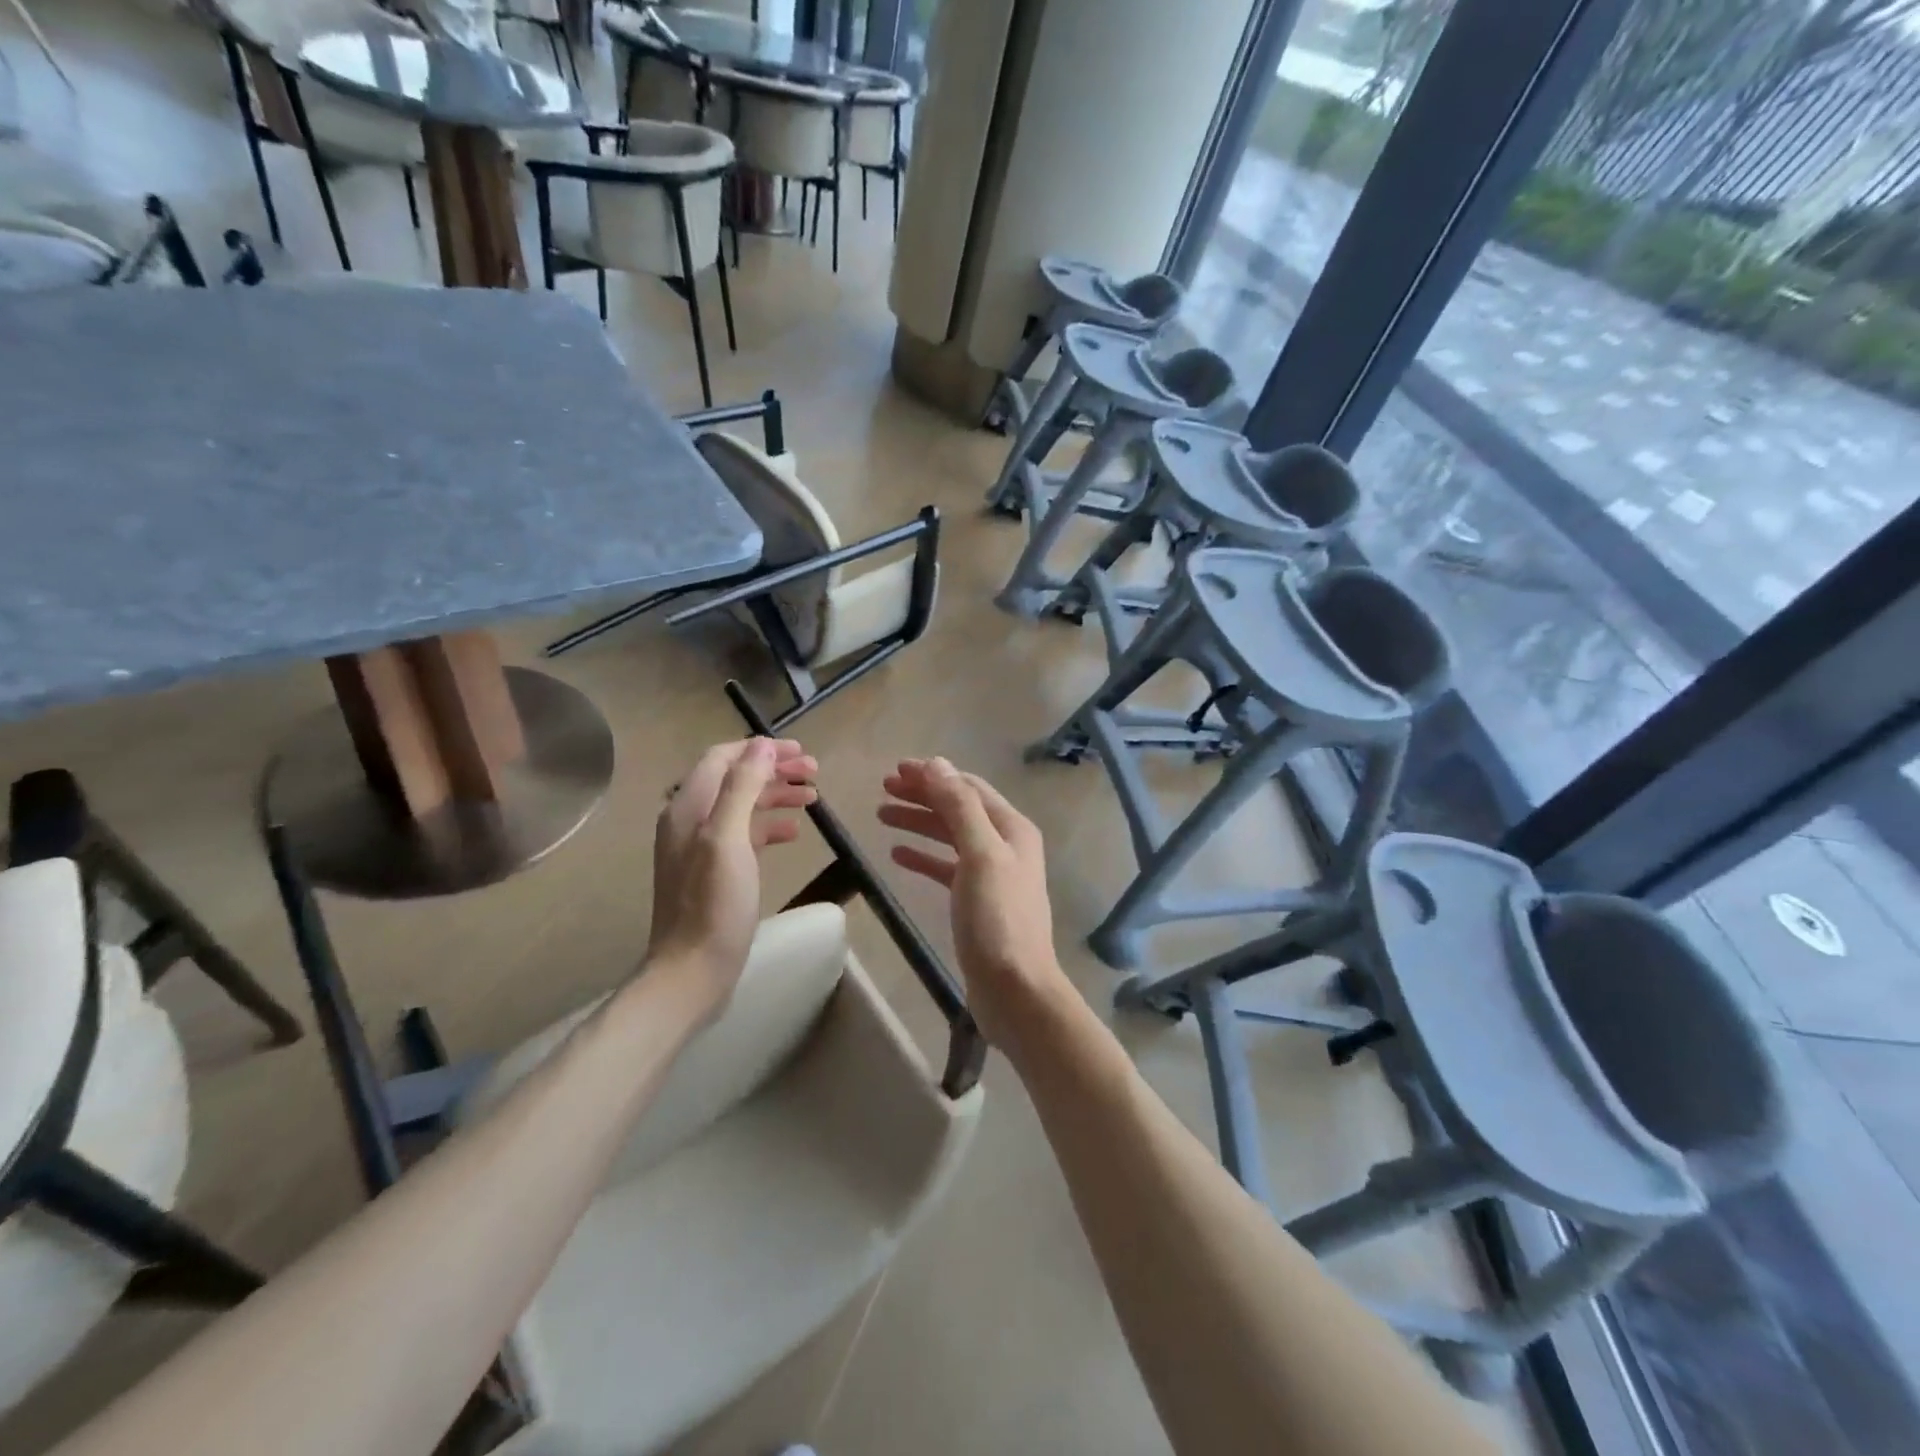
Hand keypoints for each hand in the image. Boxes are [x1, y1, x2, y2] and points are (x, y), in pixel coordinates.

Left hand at [647, 737, 817, 1016]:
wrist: (693, 970)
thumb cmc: (713, 904)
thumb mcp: (728, 839)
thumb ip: (742, 788)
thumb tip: (761, 745)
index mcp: (688, 807)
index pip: (723, 758)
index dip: (761, 750)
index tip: (801, 752)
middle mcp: (689, 821)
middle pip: (735, 780)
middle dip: (774, 771)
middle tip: (815, 773)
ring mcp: (701, 848)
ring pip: (742, 806)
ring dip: (776, 796)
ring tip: (813, 798)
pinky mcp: (714, 871)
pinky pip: (744, 835)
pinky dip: (769, 826)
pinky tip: (793, 833)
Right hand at [878, 758, 1067, 1050]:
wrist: (1015, 989)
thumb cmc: (997, 919)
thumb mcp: (980, 855)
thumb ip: (959, 808)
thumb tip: (937, 764)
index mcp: (1011, 828)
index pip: (968, 788)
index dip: (933, 775)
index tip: (895, 769)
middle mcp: (1005, 844)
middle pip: (958, 808)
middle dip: (923, 795)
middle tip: (884, 788)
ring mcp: (992, 873)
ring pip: (949, 836)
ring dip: (918, 822)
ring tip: (882, 814)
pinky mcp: (977, 901)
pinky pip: (946, 867)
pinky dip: (923, 856)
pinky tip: (898, 853)